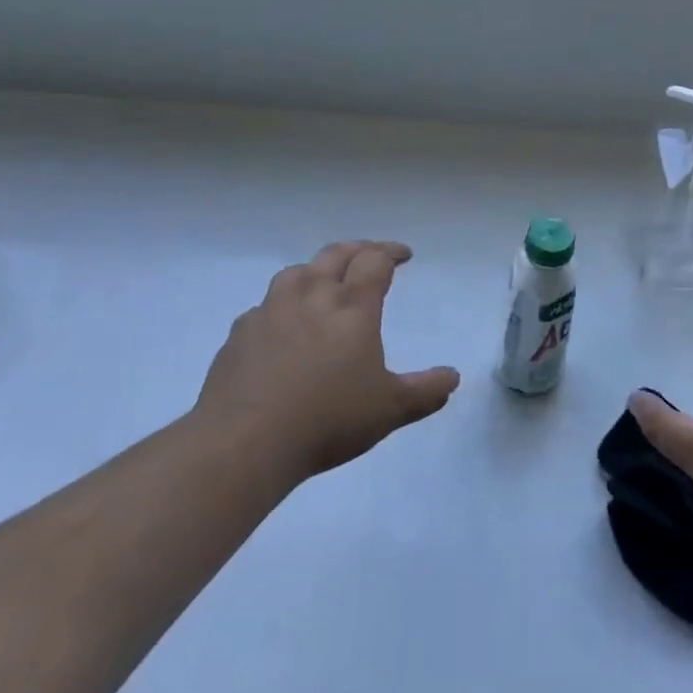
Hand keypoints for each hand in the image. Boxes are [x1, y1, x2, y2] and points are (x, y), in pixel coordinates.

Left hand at [193, 241, 459, 483]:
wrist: (244, 442)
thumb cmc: (327, 419)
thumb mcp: (389, 410)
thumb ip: (425, 391)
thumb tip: (453, 376)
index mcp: (352, 307)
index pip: (375, 261)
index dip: (391, 252)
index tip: (403, 255)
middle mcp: (312, 296)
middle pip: (336, 255)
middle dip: (358, 250)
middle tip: (370, 255)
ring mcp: (271, 311)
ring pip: (297, 272)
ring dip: (316, 269)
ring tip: (324, 282)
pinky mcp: (240, 333)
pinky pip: (265, 306)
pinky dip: (281, 305)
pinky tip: (282, 325)